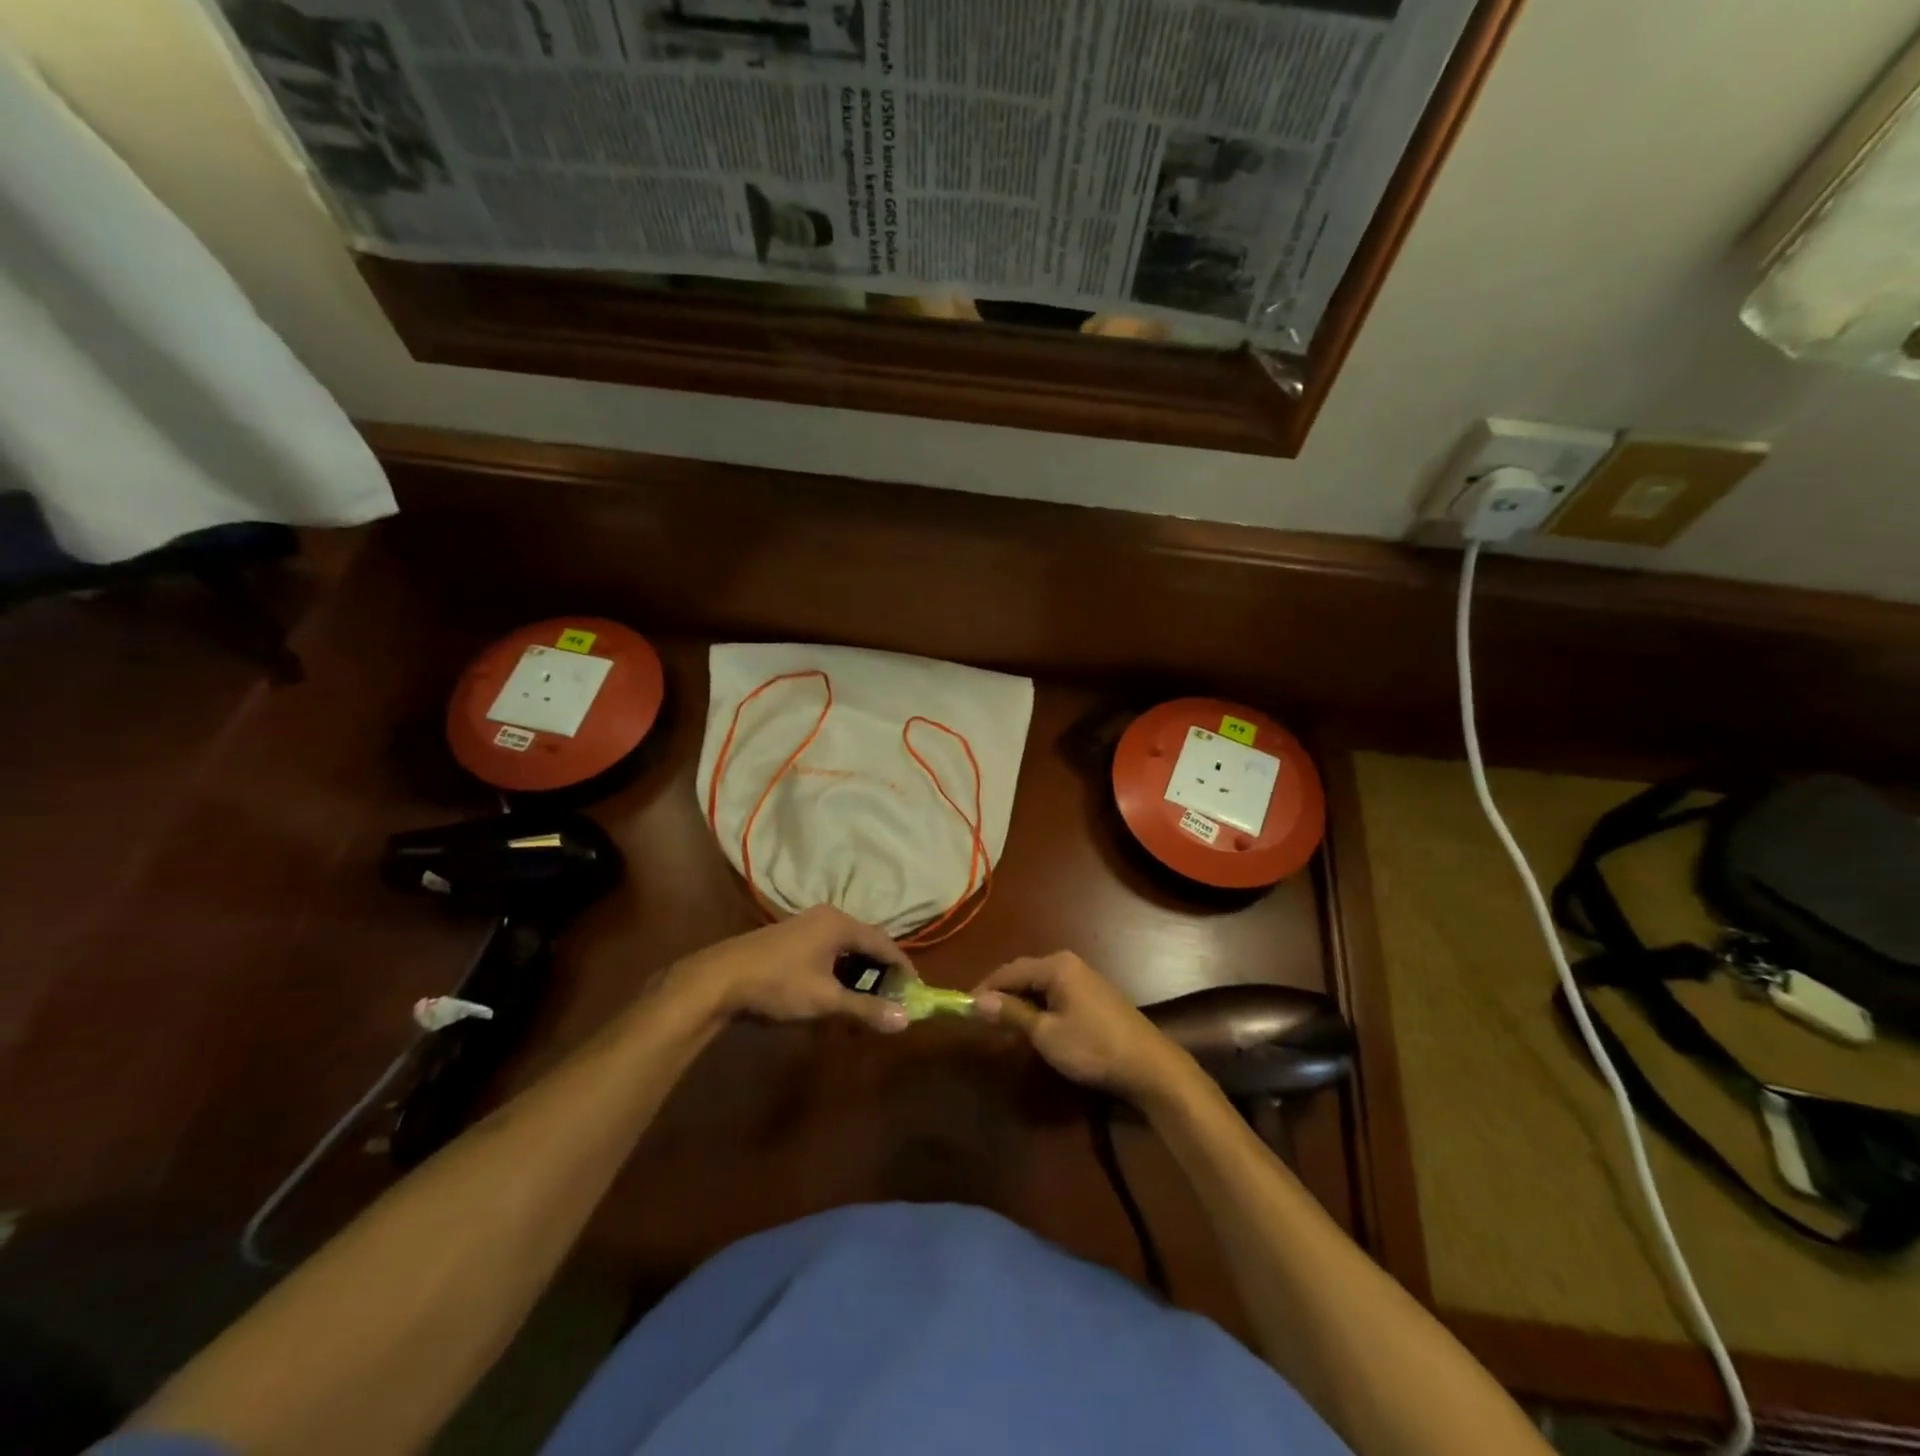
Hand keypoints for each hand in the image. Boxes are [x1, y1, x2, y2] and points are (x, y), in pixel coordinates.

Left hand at [665, 906, 912, 1033]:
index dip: (902, 967)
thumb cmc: (778, 984)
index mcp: (840, 924)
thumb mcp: (825, 1000)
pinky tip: (834, 997)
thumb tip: (905, 1020)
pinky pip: (828, 953)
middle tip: (891, 1002)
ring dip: (858, 976)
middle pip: (866, 944)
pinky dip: (839, 973)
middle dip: (880, 974)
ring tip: (864, 1005)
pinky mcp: (792, 939)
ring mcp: (807, 926)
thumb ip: (866, 1009)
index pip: (884, 943)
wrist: (719, 980)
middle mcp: (827, 918)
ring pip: (846, 950)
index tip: (915, 991)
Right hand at [971, 953, 1194, 1102]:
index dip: (985, 988)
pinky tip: (1032, 1025)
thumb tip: (975, 1001)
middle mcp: (1068, 963)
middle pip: (1024, 974)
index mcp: (1055, 966)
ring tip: (1001, 1023)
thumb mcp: (1045, 1034)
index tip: (963, 1007)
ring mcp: (1083, 977)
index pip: (1009, 970)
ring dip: (1019, 1001)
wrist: (1148, 1065)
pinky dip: (1038, 1006)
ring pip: (1039, 984)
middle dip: (1001, 994)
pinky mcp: (1093, 994)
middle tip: (980, 1017)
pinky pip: (1054, 992)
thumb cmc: (1092, 1047)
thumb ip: (1011, 1014)